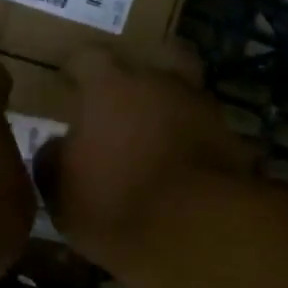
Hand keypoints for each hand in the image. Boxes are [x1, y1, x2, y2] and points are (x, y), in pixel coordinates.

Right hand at [34, 45, 253, 271]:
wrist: (195, 230)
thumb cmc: (113, 204)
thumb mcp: (61, 193)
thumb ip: (53, 162)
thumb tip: (56, 148)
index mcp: (110, 87)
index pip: (88, 58)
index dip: (76, 69)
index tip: (68, 80)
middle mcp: (161, 83)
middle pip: (156, 57)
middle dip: (141, 72)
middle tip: (126, 97)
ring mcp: (203, 108)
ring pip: (186, 93)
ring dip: (172, 107)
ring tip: (158, 136)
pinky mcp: (234, 140)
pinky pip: (207, 132)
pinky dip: (195, 142)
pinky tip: (185, 166)